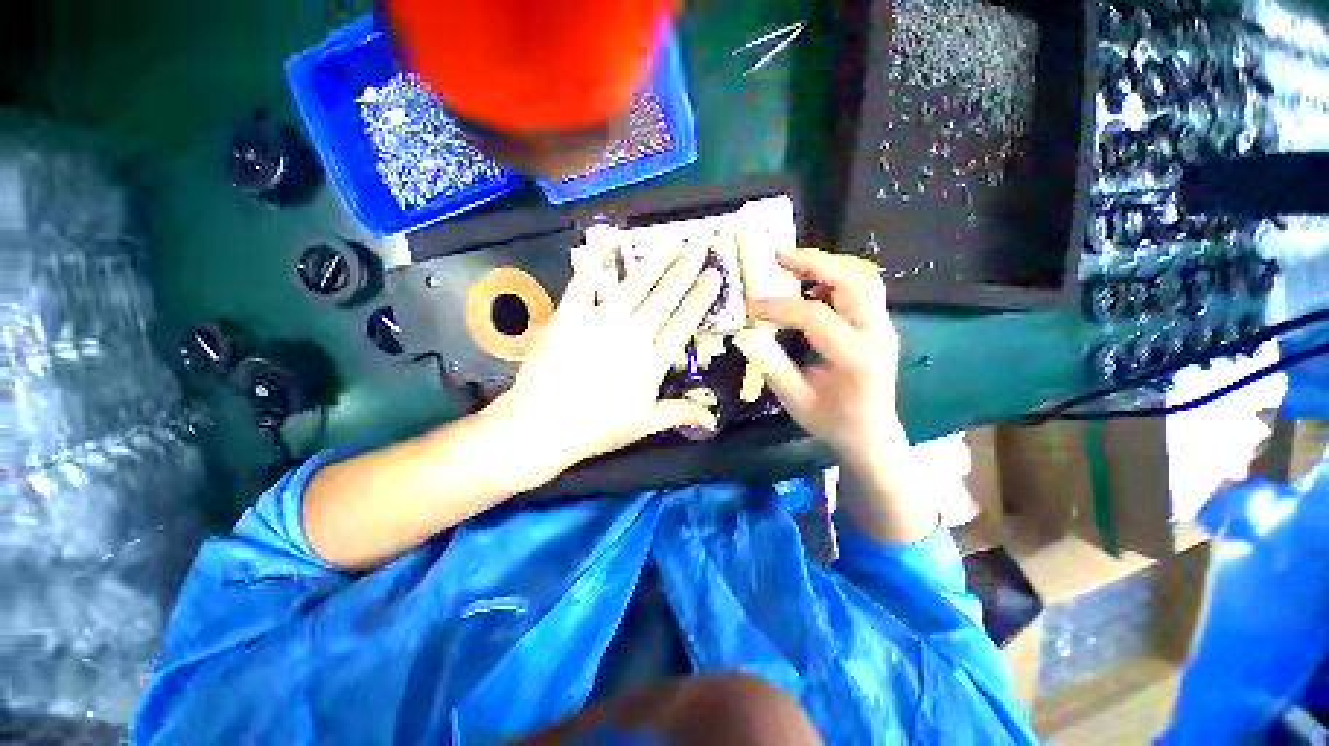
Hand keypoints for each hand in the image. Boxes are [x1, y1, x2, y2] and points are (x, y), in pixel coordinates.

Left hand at [489, 244, 721, 476]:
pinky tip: (603, 242)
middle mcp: (630, 337)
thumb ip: (679, 414)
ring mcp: (598, 324)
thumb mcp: (643, 425)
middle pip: (663, 298)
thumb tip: (713, 419)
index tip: (714, 275)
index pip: (682, 323)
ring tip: (670, 243)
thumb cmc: (596, 429)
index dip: (700, 297)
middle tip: (700, 245)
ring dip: (654, 263)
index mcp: (651, 363)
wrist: (541, 426)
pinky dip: (593, 263)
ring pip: (633, 287)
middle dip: (684, 269)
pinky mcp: (568, 317)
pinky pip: (583, 285)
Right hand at [736, 247, 905, 472]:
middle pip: (854, 281)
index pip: (816, 317)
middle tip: (778, 255)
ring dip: (828, 265)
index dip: (780, 307)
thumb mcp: (796, 401)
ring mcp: (883, 326)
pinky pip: (863, 288)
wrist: (871, 433)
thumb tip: (747, 335)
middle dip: (815, 262)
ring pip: (864, 278)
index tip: (751, 305)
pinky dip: (836, 277)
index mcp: (855, 357)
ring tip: (793, 264)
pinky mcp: (880, 324)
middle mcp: (876, 334)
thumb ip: (772, 366)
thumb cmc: (832, 421)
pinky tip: (811, 286)